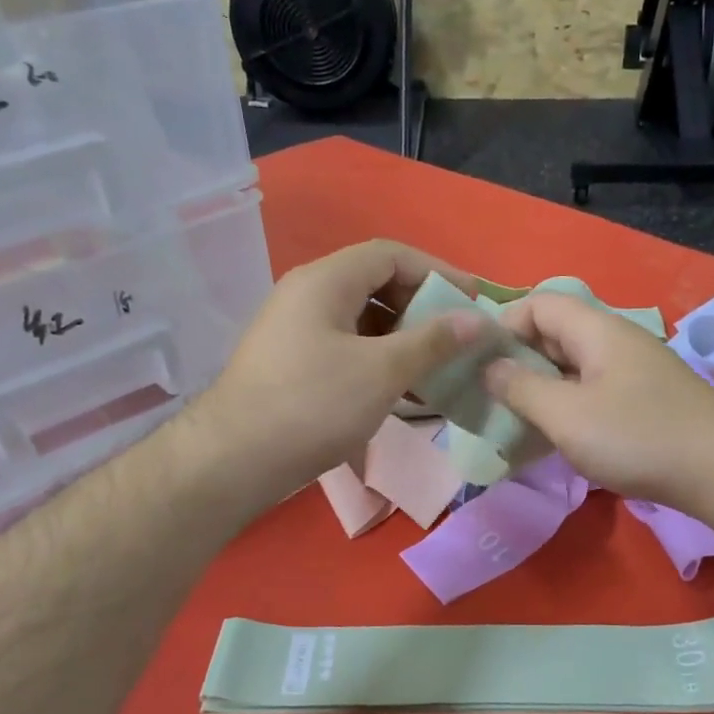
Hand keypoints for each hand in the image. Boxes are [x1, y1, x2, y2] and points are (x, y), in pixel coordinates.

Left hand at [195, 240, 482, 499]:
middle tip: (457, 336)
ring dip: (404, 338)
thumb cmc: (314, 405)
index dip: (438, 272)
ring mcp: (296, 330)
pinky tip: (403, 390)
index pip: (392, 255)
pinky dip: (380, 360)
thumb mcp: (383, 371)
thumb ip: (433, 341)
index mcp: (326, 280)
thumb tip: (477, 321)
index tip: (473, 300)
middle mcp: (308, 294)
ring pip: (363, 320)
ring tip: (438, 367)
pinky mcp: (293, 363)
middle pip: (376, 283)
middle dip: (422, 307)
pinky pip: (347, 347)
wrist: (236, 459)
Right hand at [484, 291, 713, 506]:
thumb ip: (521, 388)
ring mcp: (635, 372)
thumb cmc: (637, 437)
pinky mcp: (647, 402)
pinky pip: (595, 392)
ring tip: (515, 420)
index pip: (540, 303)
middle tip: (490, 396)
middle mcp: (617, 341)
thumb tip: (489, 367)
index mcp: (597, 330)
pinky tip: (557, 437)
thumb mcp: (566, 415)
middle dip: (519, 360)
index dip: (504, 325)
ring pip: (575, 367)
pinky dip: (569, 407)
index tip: (478, 364)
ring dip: (543, 388)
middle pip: (556, 334)